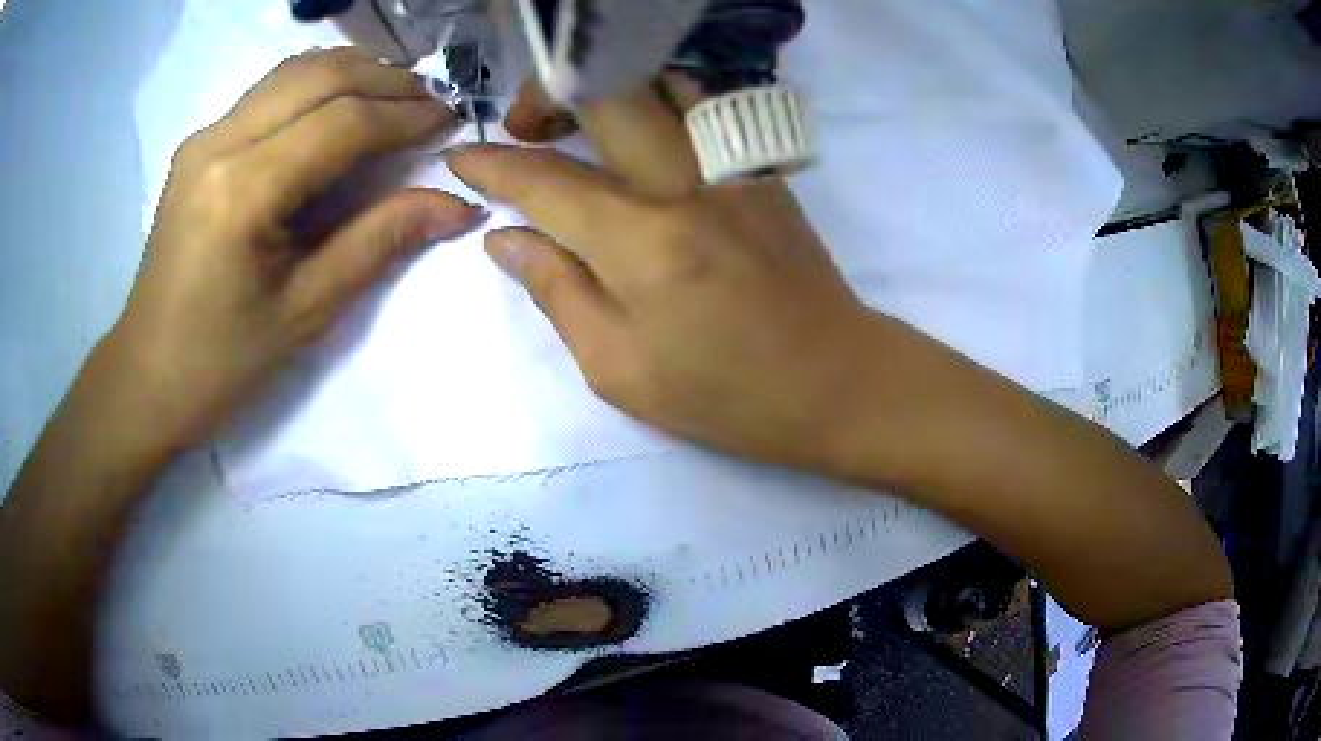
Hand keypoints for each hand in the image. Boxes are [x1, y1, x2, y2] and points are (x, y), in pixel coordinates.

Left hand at [108, 49, 482, 448]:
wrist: (147, 376)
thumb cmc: (221, 362)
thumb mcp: (305, 312)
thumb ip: (379, 243)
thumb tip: (457, 205)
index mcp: (242, 192)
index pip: (341, 123)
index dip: (404, 116)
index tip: (451, 120)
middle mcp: (219, 144)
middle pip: (320, 77)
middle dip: (387, 81)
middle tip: (432, 102)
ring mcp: (204, 138)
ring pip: (294, 71)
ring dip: (354, 72)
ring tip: (397, 95)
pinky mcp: (199, 144)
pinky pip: (270, 90)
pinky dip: (317, 83)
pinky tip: (342, 102)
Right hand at [450, 81, 872, 468]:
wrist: (836, 381)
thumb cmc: (725, 393)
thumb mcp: (619, 369)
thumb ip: (557, 292)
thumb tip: (506, 240)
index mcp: (642, 241)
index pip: (546, 178)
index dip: (494, 164)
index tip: (461, 158)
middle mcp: (687, 184)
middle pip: (610, 93)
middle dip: (550, 94)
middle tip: (525, 128)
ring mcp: (733, 168)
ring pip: (663, 84)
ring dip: (609, 89)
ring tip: (579, 122)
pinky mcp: (762, 170)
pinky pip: (703, 108)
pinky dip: (656, 103)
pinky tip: (639, 136)